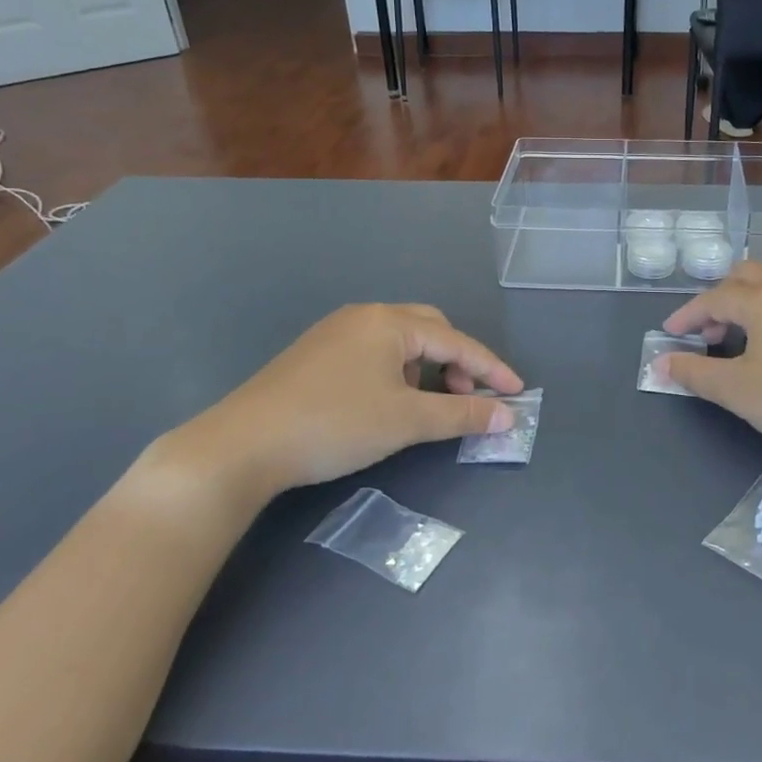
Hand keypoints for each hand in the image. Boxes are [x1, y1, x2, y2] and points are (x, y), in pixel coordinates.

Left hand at [165, 304, 522, 503]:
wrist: (244, 444)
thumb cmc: (335, 424)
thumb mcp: (407, 420)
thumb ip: (462, 415)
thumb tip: (507, 417)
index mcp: (388, 322)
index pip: (456, 341)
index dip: (491, 368)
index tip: (517, 393)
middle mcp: (363, 317)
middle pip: (429, 329)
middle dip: (458, 362)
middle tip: (468, 397)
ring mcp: (334, 334)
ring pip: (400, 343)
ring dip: (427, 368)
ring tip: (429, 405)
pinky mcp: (315, 356)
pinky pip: (374, 354)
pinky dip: (397, 373)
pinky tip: (389, 403)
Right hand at [658, 263, 761, 459]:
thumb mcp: (737, 391)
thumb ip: (694, 373)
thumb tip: (661, 363)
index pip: (713, 298)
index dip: (687, 316)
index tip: (671, 334)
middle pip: (746, 276)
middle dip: (720, 300)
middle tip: (709, 334)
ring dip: (754, 295)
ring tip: (746, 327)